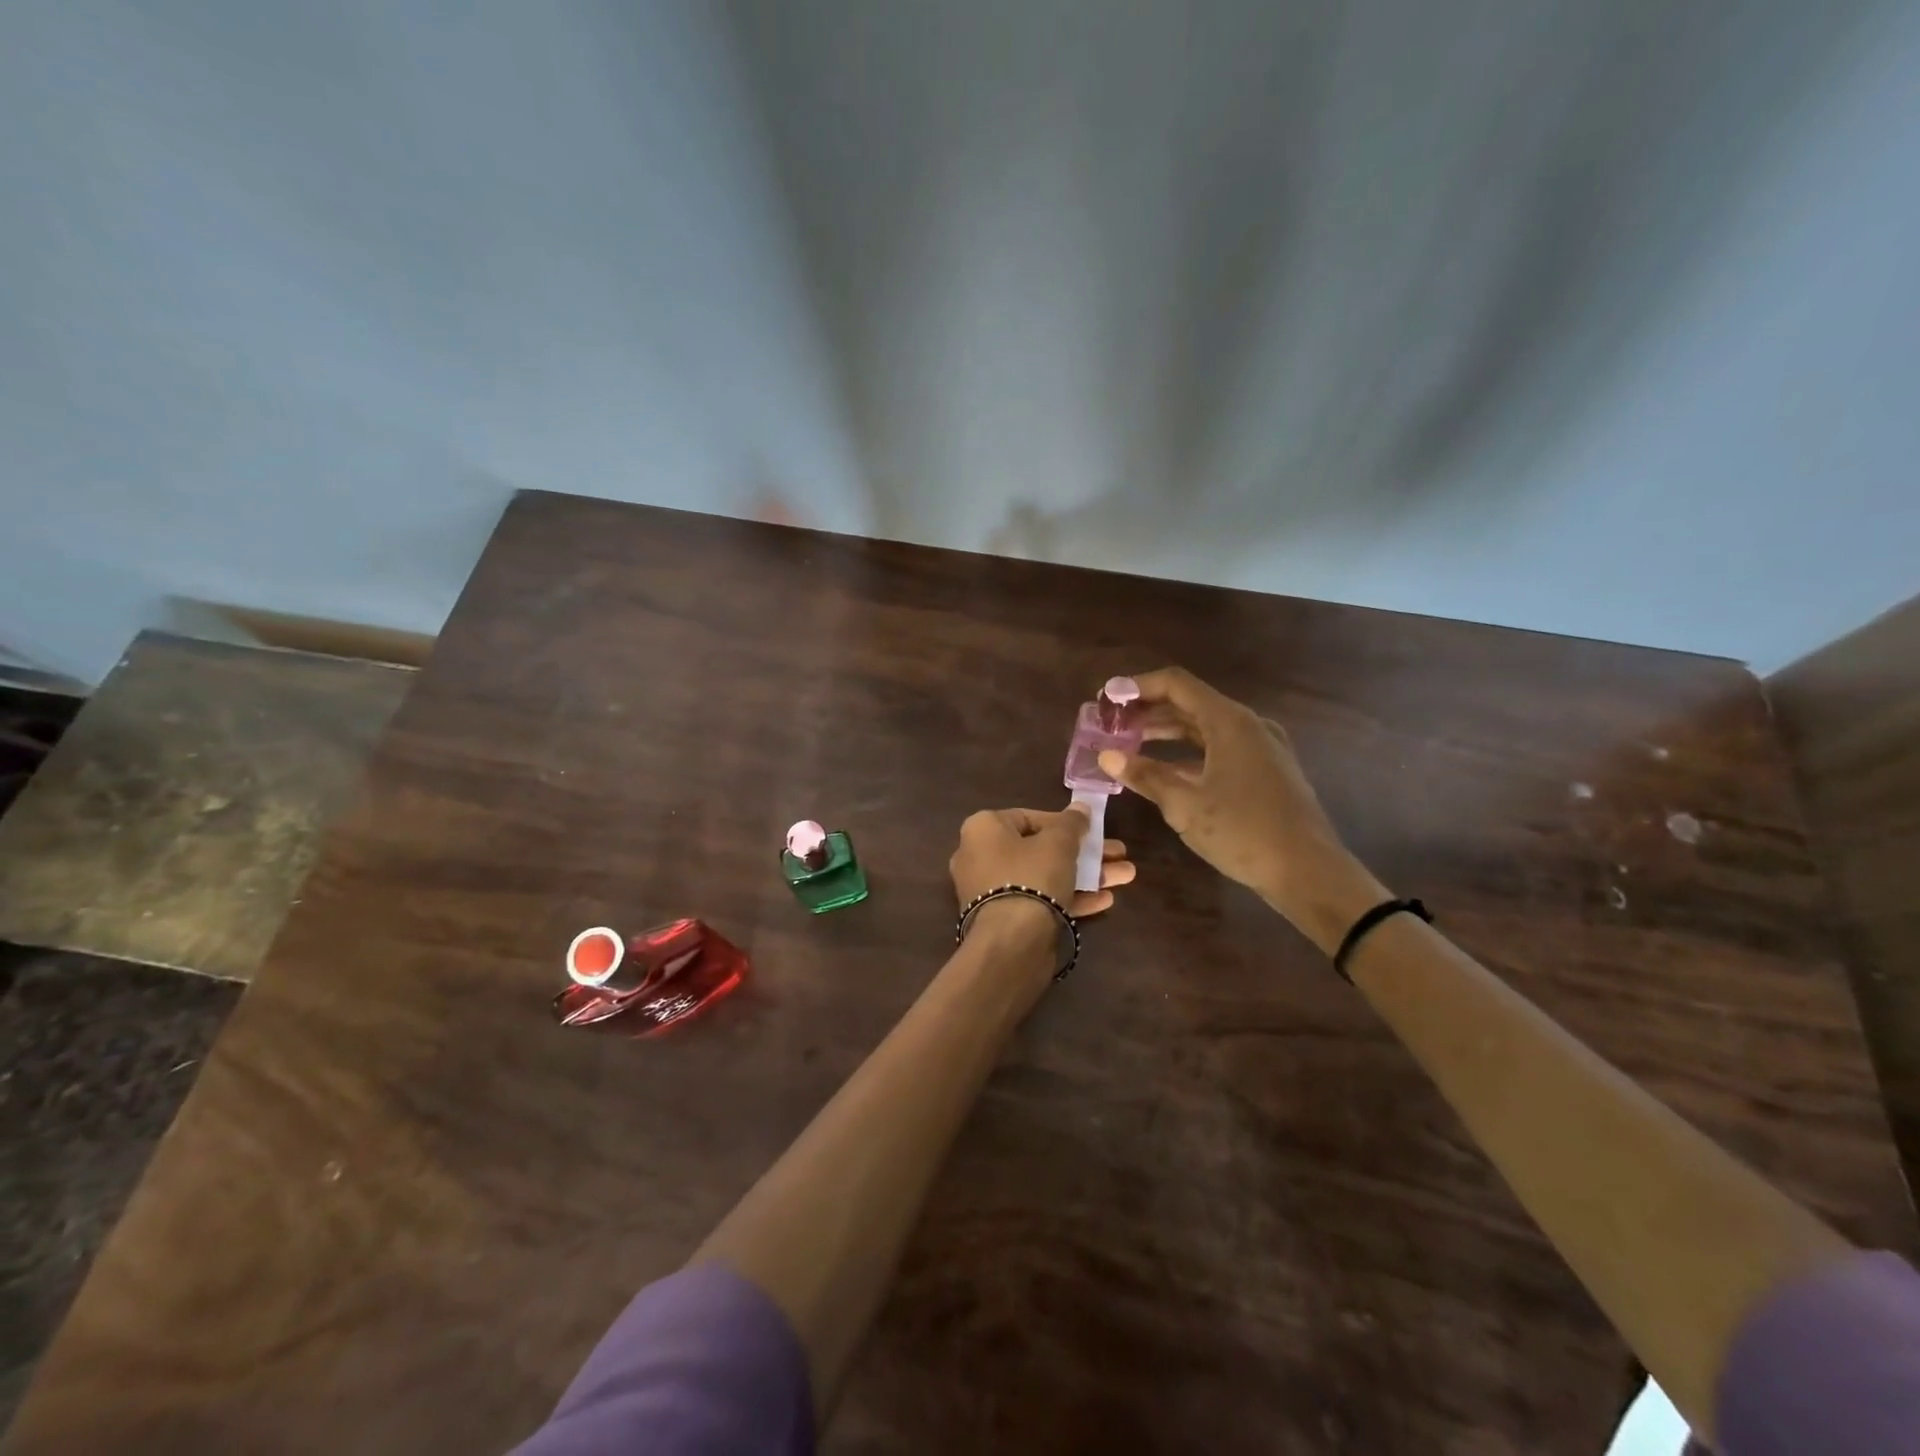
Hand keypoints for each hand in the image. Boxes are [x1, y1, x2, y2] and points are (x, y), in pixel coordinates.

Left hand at [948, 806, 1134, 921]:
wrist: (1011, 942)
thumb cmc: (1032, 876)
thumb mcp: (1059, 843)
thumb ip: (1072, 823)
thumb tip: (1080, 807)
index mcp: (983, 829)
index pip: (1027, 817)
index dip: (1063, 823)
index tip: (1090, 829)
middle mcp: (980, 857)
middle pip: (1041, 849)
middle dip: (1083, 852)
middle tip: (1117, 852)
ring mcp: (991, 891)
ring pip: (1044, 877)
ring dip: (1086, 875)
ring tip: (1126, 875)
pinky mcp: (1004, 920)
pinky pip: (1039, 901)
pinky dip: (1069, 898)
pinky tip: (1106, 900)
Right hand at [1096, 667, 1385, 951]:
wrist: (1308, 871)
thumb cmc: (1243, 831)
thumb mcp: (1184, 805)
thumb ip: (1144, 775)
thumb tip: (1106, 756)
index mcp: (1229, 722)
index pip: (1176, 684)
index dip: (1137, 686)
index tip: (1107, 698)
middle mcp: (1247, 725)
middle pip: (1189, 703)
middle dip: (1147, 711)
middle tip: (1111, 724)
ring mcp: (1260, 747)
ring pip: (1204, 728)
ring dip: (1165, 733)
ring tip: (1128, 744)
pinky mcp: (1265, 770)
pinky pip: (1218, 749)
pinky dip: (1188, 754)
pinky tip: (1163, 771)